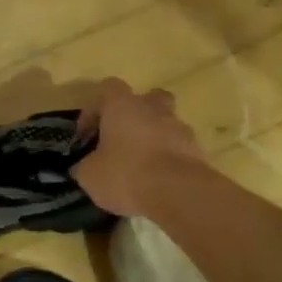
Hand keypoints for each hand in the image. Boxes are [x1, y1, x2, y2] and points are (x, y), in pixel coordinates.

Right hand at [72, 78, 212, 216]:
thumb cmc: (126, 175)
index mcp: (123, 106)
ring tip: (141, 165)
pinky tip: (157, 181)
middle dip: (135, 114)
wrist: (178, 193)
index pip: (108, 88)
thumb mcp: (90, 175)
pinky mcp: (198, 151)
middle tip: (123, 137)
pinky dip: (168, 159)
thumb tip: (83, 166)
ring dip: (154, 138)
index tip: (87, 134)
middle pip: (147, 98)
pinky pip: (179, 148)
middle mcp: (153, 109)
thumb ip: (85, 166)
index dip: (94, 109)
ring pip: (166, 123)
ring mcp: (180, 128)